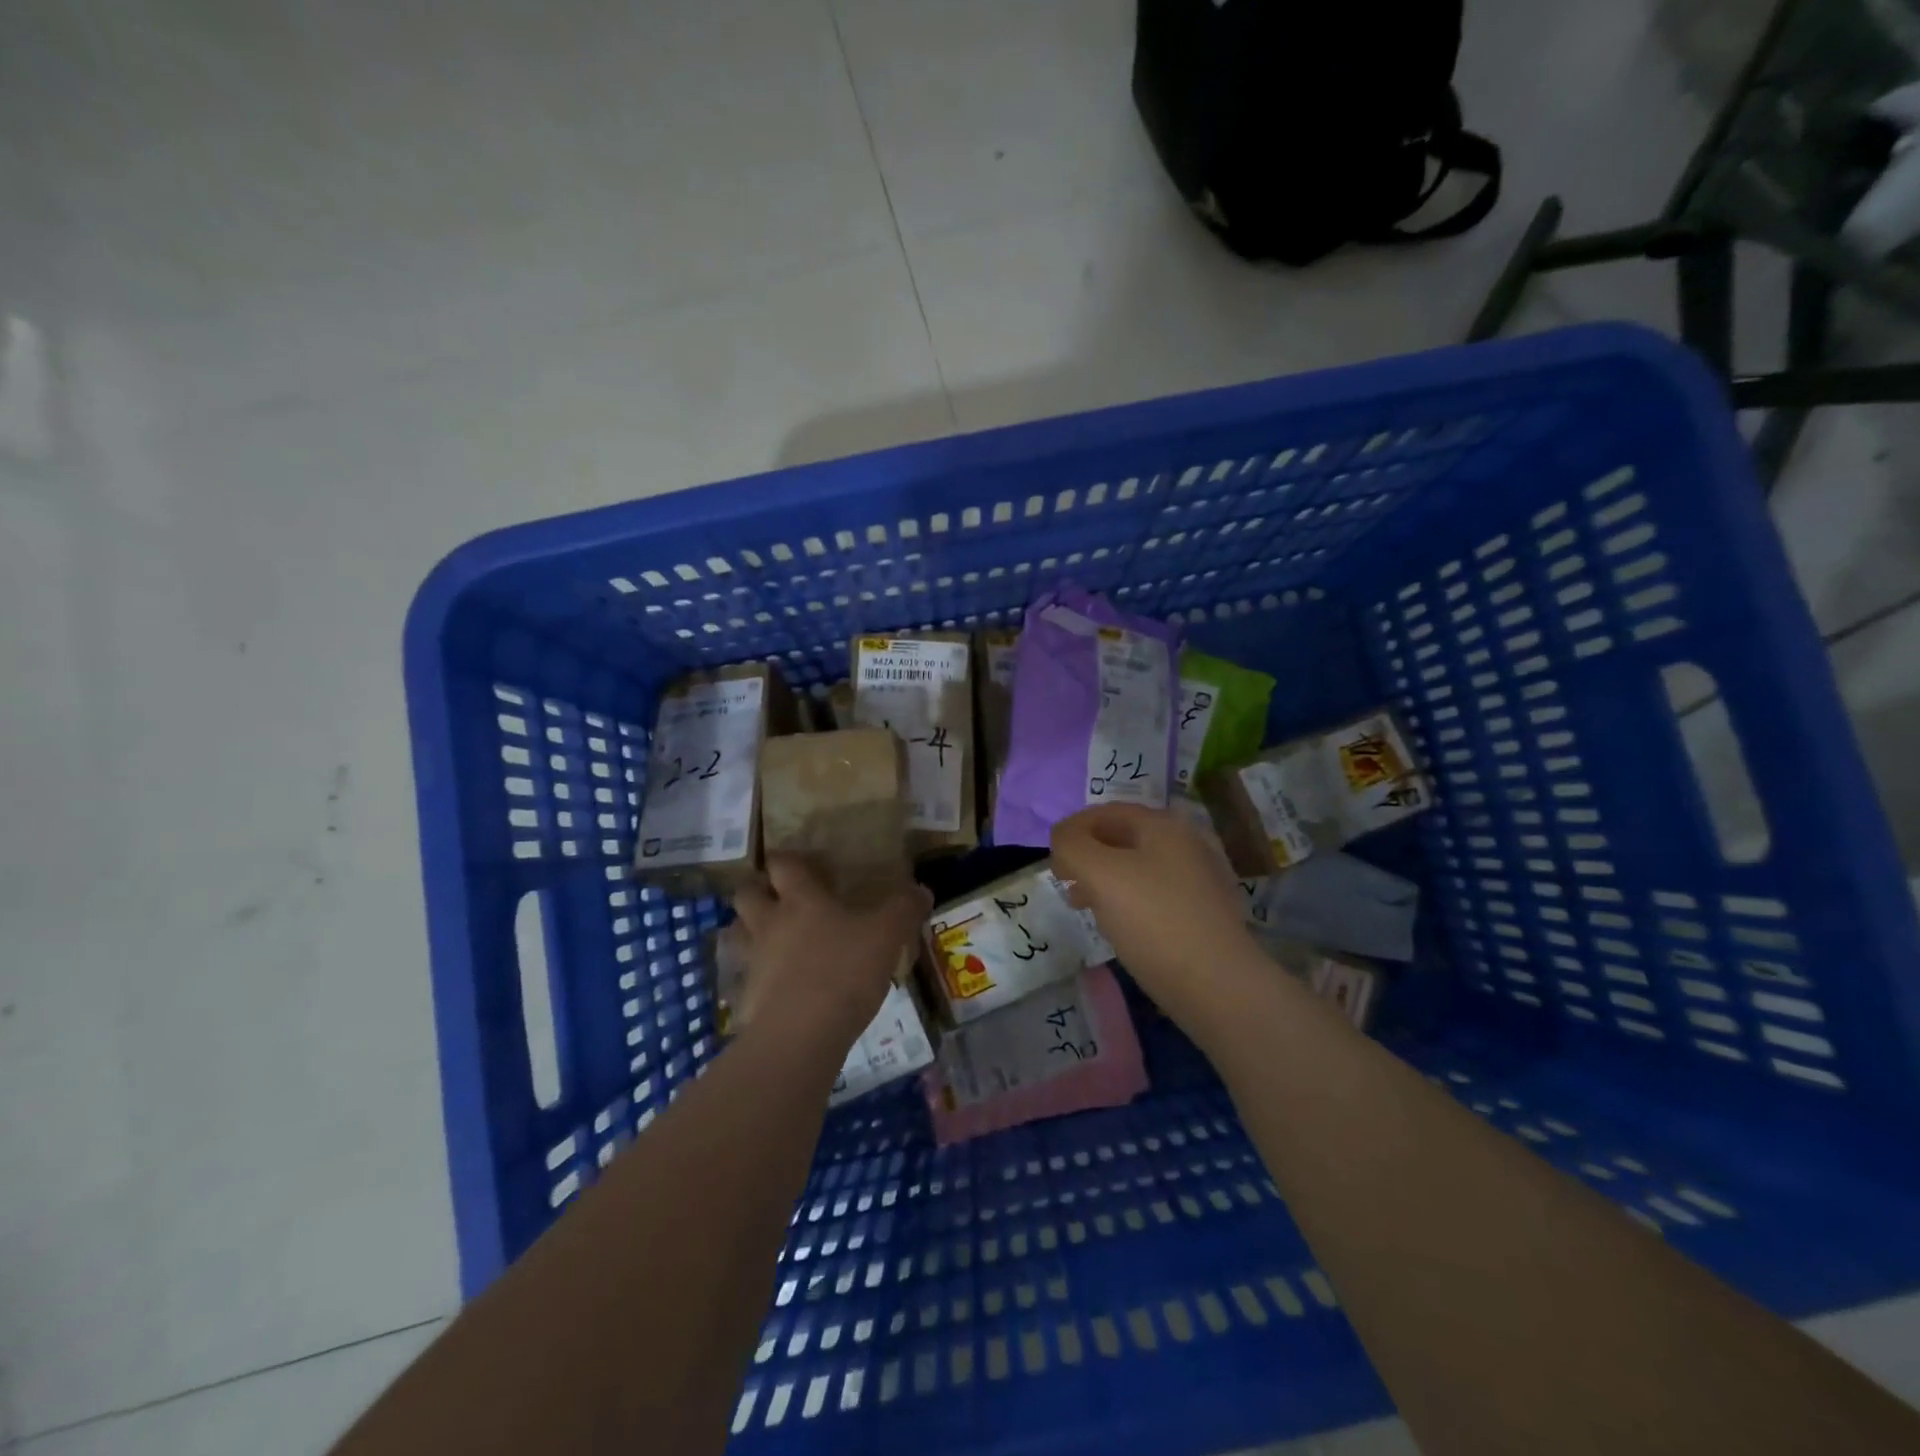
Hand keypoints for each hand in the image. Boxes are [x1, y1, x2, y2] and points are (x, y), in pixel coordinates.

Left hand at [730, 856, 931, 1049]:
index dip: (787, 859)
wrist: (800, 1035)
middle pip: (747, 893)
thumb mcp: (887, 936)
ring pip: (739, 933)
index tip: (798, 860)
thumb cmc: (844, 971)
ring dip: (750, 929)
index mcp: (801, 899)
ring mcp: (754, 960)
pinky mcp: (747, 997)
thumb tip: (921, 889)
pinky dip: (758, 975)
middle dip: (758, 889)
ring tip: (773, 937)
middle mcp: (771, 923)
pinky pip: (746, 976)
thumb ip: (904, 909)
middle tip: (778, 895)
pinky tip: (779, 985)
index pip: (782, 864)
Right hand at [1050, 803, 1259, 1035]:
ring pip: (1137, 868)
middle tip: (1065, 882)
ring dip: (1104, 880)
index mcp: (1163, 825)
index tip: (1052, 860)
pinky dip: (1128, 901)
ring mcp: (1197, 879)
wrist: (1217, 985)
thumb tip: (1063, 839)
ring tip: (1084, 905)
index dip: (1073, 829)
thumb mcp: (1100, 874)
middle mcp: (1185, 843)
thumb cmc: (1153, 920)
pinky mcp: (1201, 913)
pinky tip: (1118, 926)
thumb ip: (1072, 845)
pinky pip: (1154, 894)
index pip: (1107, 812)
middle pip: (1123, 838)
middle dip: (1088, 855)